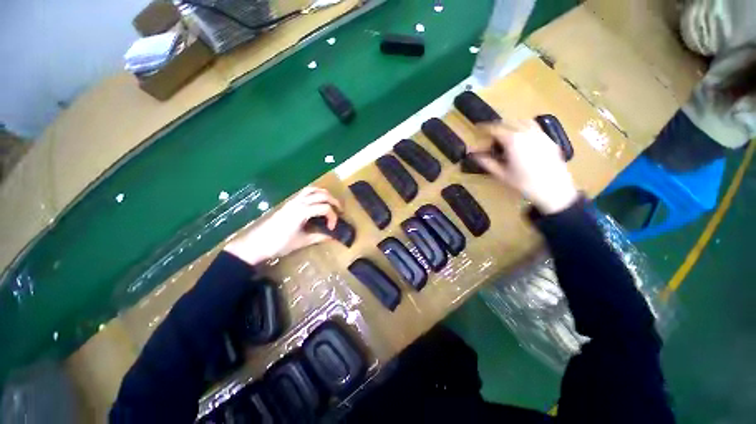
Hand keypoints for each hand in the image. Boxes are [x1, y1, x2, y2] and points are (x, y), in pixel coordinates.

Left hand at [223, 187, 341, 265]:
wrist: (256, 243)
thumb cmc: (279, 243)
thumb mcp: (301, 241)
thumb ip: (318, 237)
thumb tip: (332, 237)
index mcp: (303, 211)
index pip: (325, 208)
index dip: (333, 217)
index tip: (332, 228)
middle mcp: (299, 202)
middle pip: (322, 195)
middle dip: (334, 201)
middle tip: (340, 210)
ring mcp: (293, 201)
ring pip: (313, 190)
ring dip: (324, 194)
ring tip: (331, 203)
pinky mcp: (289, 203)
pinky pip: (305, 192)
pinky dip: (315, 194)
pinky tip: (317, 202)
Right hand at [472, 120, 578, 213]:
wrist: (554, 190)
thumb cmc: (524, 183)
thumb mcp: (501, 174)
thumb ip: (486, 162)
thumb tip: (474, 155)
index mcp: (513, 140)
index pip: (495, 128)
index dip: (485, 128)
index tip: (477, 128)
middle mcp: (527, 133)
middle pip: (509, 122)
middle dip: (498, 125)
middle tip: (490, 133)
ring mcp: (541, 135)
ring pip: (524, 121)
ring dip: (512, 124)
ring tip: (506, 133)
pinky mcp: (549, 140)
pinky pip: (535, 128)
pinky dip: (525, 128)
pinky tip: (522, 139)